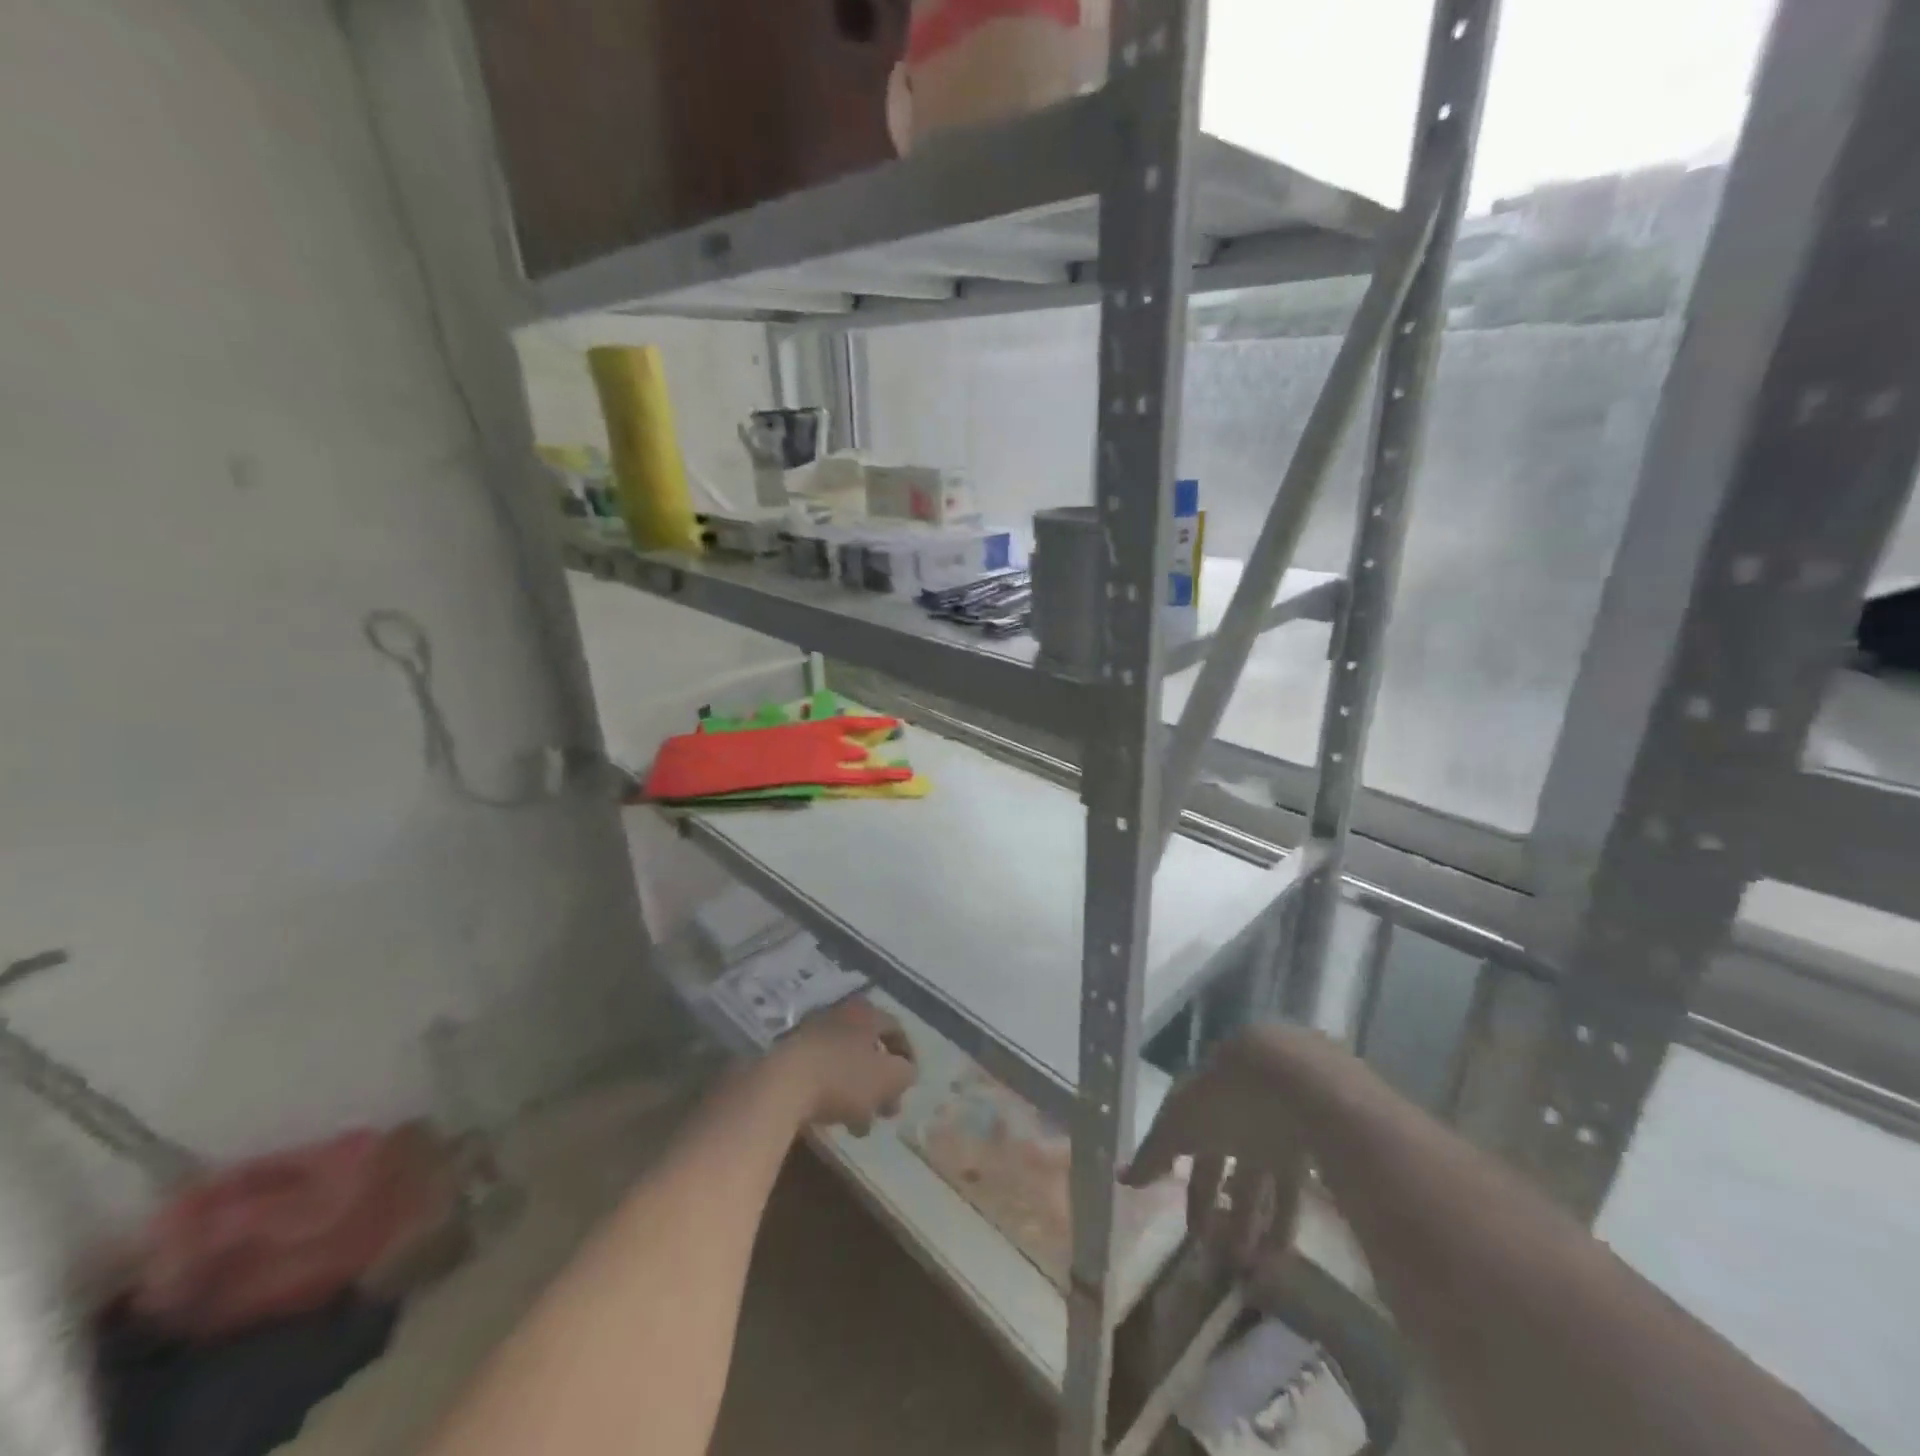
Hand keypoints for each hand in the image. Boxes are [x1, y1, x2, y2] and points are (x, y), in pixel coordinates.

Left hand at [772, 998, 917, 1136]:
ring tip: (861, 1125)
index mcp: (866, 1013)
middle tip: (887, 1109)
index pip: (896, 1028)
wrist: (780, 1085)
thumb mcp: (888, 1078)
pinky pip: (822, 1072)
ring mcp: (811, 1032)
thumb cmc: (843, 1077)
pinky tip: (834, 1121)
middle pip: (869, 1047)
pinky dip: (833, 1092)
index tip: (911, 1084)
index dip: (908, 1056)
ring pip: (846, 1062)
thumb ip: (905, 1073)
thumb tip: (907, 1071)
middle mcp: (840, 1014)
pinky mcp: (789, 1054)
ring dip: (858, 1091)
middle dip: (882, 1080)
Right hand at [1123, 1028, 1314, 1267]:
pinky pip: (1291, 1191)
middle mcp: (1236, 1116)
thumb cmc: (1224, 1096)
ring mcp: (1273, 1132)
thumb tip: (1122, 1177)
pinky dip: (1284, 1222)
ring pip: (1260, 1183)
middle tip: (1218, 1255)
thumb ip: (1154, 1153)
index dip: (1191, 1189)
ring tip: (1249, 1267)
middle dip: (1221, 1210)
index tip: (1191, 1231)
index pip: (1191, 1150)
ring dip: (1252, 1224)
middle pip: (1227, 1168)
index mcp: (1203, 1104)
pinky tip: (1280, 1253)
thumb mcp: (1179, 1122)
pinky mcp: (1308, 1148)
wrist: (1292, 1078)